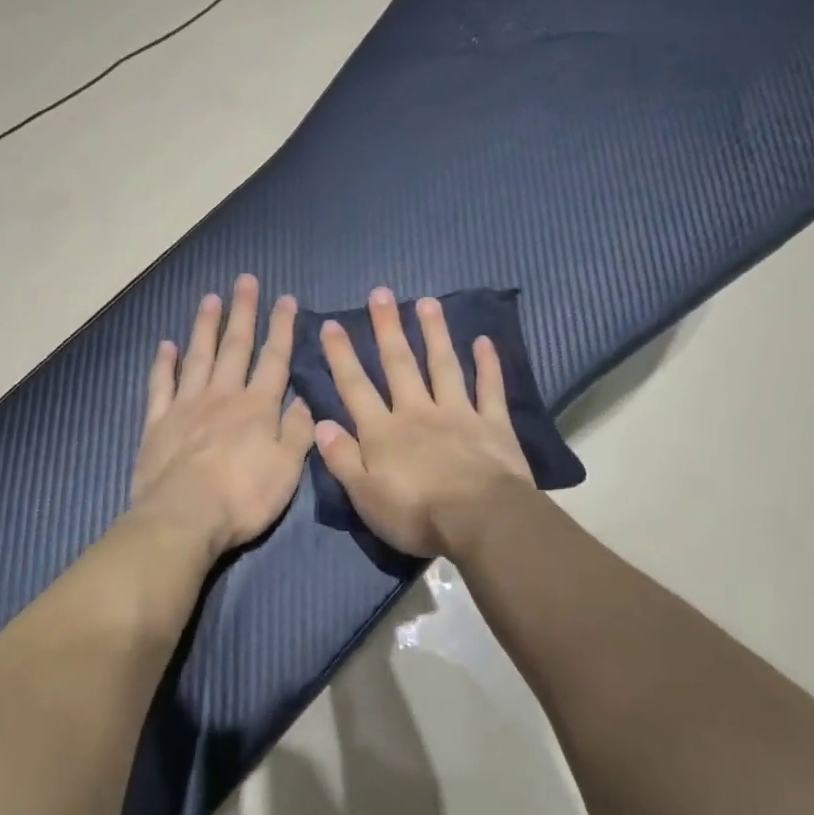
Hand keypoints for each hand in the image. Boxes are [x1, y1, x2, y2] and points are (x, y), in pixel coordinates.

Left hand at [129, 275, 314, 557]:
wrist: (183, 518)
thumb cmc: (243, 497)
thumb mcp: (287, 468)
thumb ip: (299, 431)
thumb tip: (306, 398)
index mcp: (257, 407)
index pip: (274, 359)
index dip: (282, 328)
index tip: (285, 299)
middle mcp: (222, 396)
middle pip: (235, 347)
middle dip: (243, 313)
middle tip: (245, 281)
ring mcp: (186, 406)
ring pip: (198, 357)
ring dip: (205, 326)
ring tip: (211, 298)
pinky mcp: (157, 423)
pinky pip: (161, 385)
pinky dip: (164, 363)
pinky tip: (166, 345)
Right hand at [312, 288, 535, 557]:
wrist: (480, 520)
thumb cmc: (416, 515)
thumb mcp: (365, 496)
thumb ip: (342, 458)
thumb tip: (321, 424)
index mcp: (383, 432)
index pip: (355, 387)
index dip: (342, 356)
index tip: (332, 324)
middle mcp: (417, 412)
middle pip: (399, 364)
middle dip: (387, 328)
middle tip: (381, 293)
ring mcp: (458, 413)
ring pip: (443, 365)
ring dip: (434, 333)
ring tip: (427, 302)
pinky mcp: (492, 424)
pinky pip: (490, 388)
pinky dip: (488, 364)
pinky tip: (484, 341)